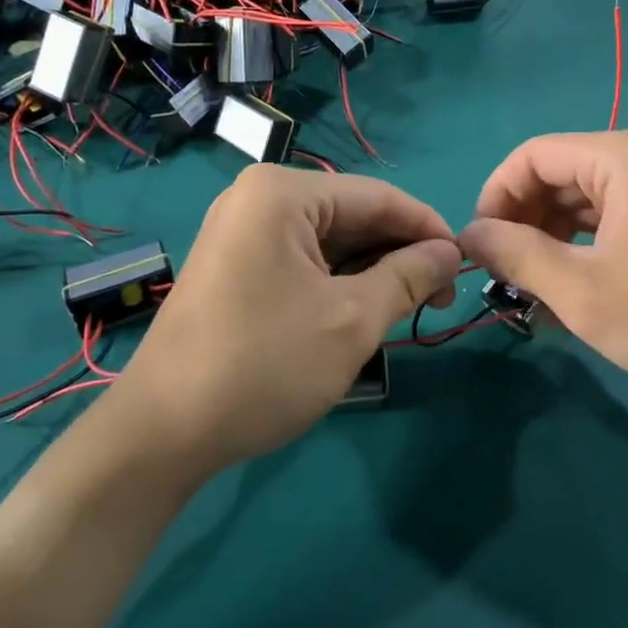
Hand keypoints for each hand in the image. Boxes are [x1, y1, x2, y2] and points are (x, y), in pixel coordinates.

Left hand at [108, 166, 460, 474]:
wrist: (161, 434)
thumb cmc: (263, 365)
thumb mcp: (352, 320)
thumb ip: (408, 276)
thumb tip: (450, 253)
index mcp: (282, 192)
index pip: (378, 197)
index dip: (428, 229)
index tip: (465, 266)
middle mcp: (259, 197)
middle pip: (352, 215)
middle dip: (400, 254)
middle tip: (440, 299)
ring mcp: (242, 231)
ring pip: (330, 240)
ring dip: (372, 271)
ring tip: (409, 309)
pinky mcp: (235, 264)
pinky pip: (303, 259)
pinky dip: (339, 282)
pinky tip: (365, 309)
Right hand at [459, 129, 627, 406]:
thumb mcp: (580, 290)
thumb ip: (516, 253)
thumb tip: (467, 233)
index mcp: (620, 156)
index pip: (531, 156)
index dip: (495, 196)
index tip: (478, 246)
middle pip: (555, 173)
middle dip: (521, 220)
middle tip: (503, 273)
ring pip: (579, 197)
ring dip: (548, 237)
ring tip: (531, 288)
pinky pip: (607, 215)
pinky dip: (579, 245)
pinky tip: (566, 287)